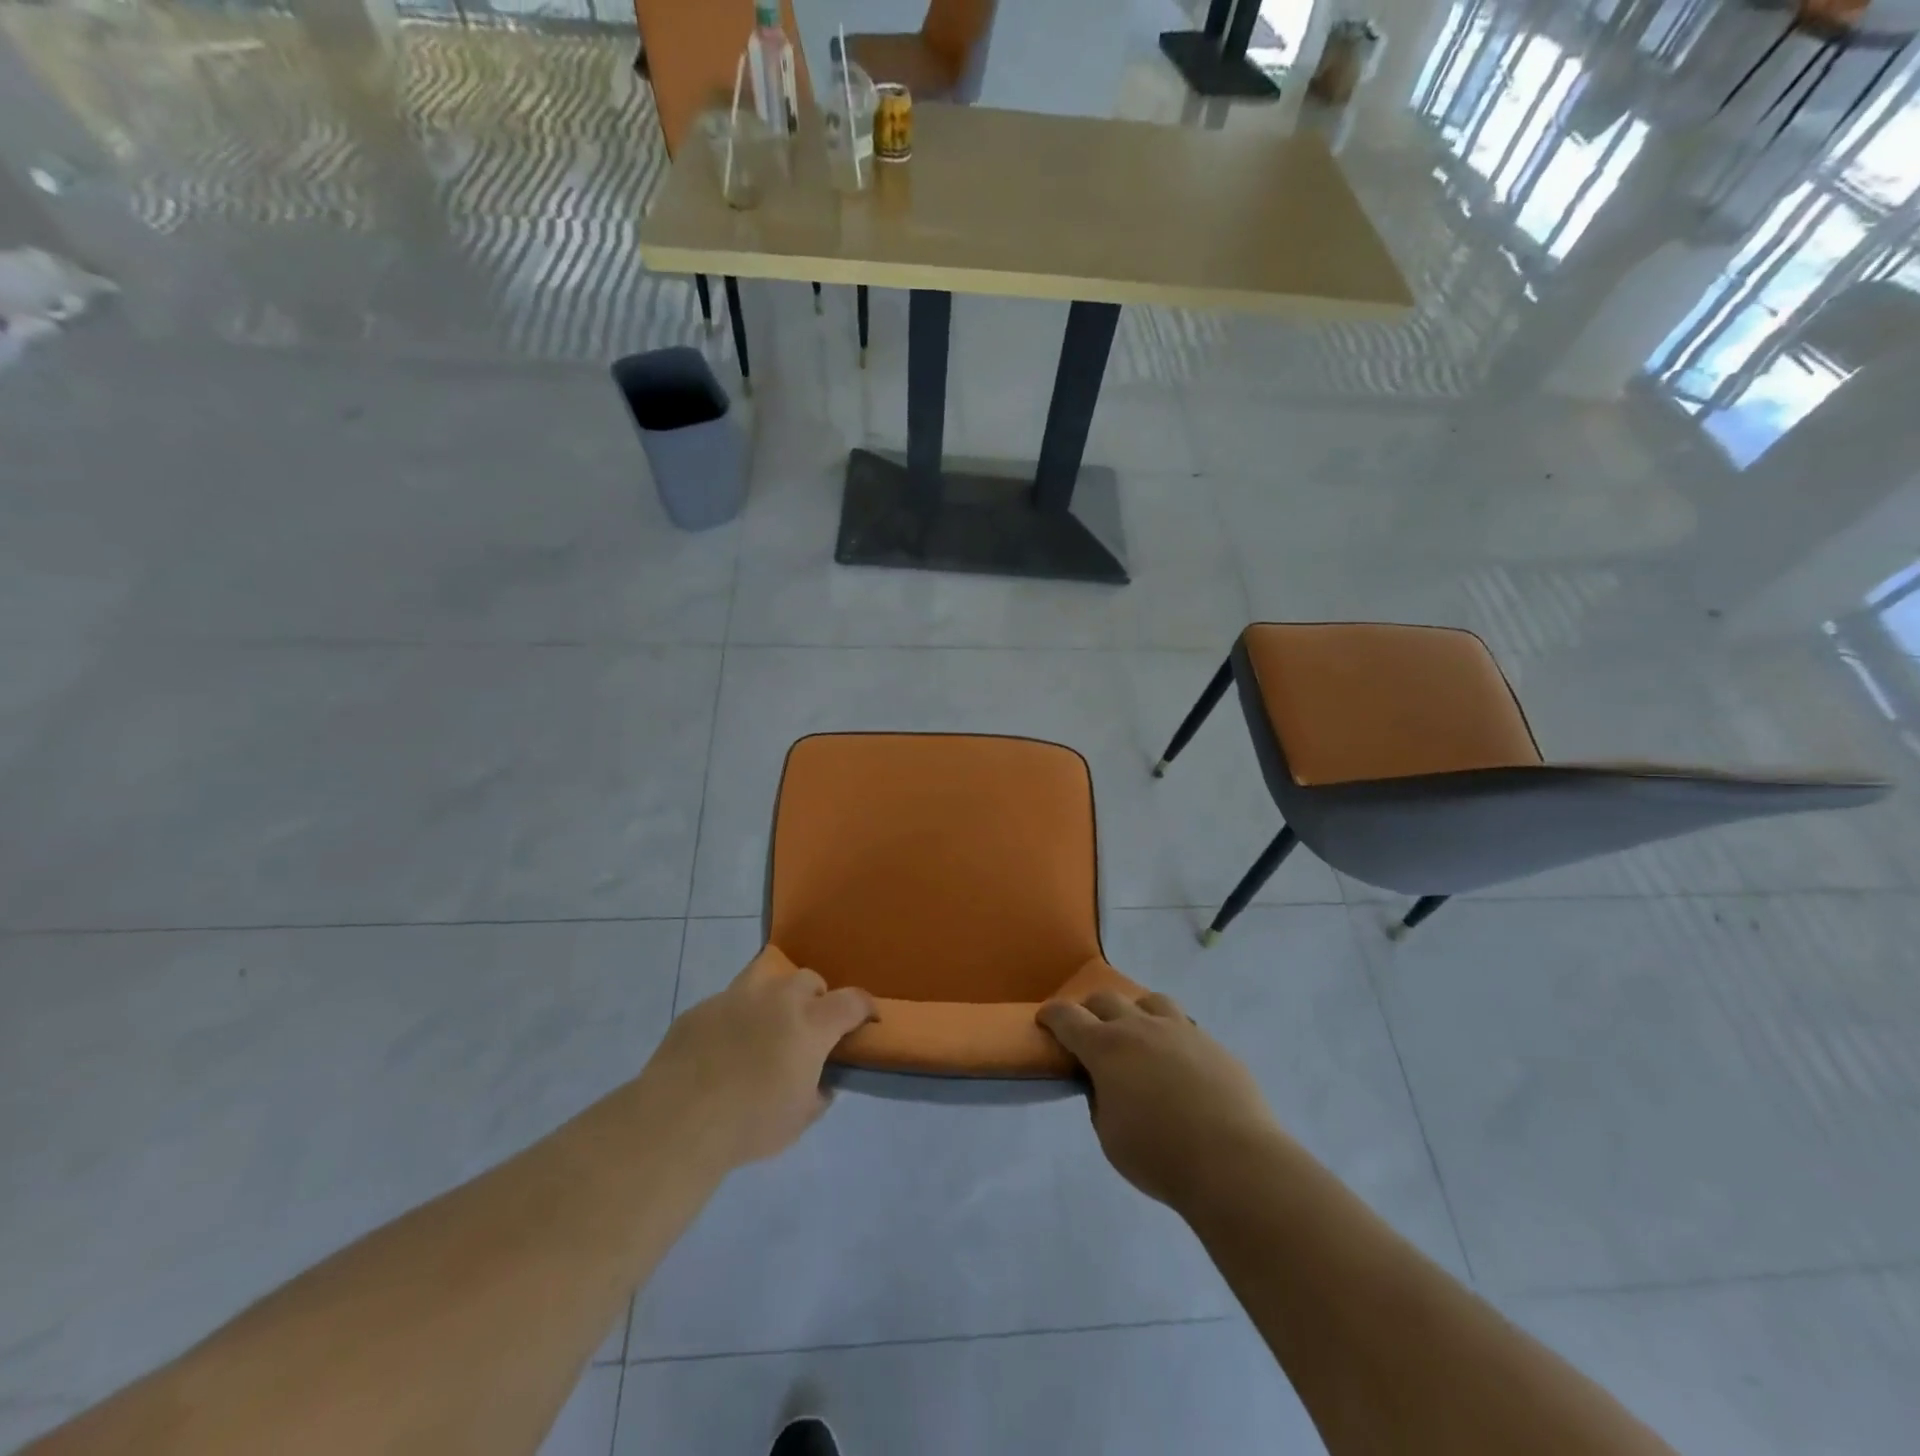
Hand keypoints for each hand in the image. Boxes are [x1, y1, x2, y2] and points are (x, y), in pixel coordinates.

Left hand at [642, 947, 875, 1171]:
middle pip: (809, 980)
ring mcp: (735, 997)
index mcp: (810, 1024)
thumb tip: (821, 1081)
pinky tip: (724, 1048)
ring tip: (767, 1025)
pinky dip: (736, 1017)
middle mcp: (777, 998)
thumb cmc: (750, 1123)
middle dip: (817, 999)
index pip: (851, 1001)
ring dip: (776, 995)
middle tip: (809, 1030)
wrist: (677, 1120)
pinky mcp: (701, 1008)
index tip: (868, 1020)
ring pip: (767, 976)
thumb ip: (818, 1093)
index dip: (865, 1008)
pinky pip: (728, 1002)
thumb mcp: (799, 1120)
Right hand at [1038, 990, 1280, 1209]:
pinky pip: (1184, 1026)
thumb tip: (1105, 1083)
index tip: (1045, 1019)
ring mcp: (1180, 1030)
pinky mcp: (1212, 1043)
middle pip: (1106, 999)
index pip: (1068, 1017)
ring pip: (1150, 1001)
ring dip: (1135, 1012)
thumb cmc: (1159, 1155)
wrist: (1234, 1161)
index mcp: (1106, 1047)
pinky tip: (1177, 1062)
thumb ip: (1100, 1100)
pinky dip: (1170, 1035)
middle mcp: (1140, 1027)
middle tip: (1089, 1031)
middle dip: (1090, 1010)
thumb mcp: (1109, 1136)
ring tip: (1138, 1035)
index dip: (1052, 1015)